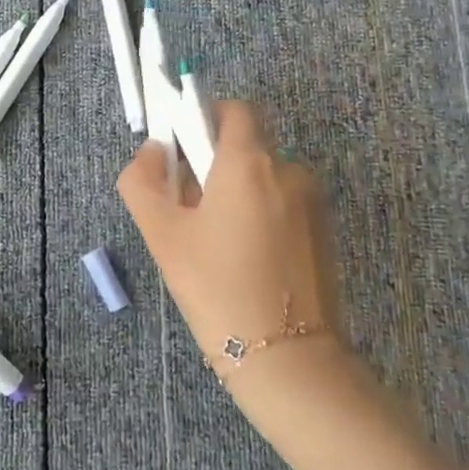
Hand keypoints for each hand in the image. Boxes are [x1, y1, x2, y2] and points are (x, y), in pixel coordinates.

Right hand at [117, 100, 354, 400]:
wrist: (287, 360)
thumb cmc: (216, 288)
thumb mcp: (162, 234)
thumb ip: (142, 180)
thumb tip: (152, 151)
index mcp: (250, 163)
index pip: (234, 109)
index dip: (205, 117)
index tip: (183, 150)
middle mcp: (289, 171)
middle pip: (247, 147)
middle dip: (215, 166)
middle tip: (189, 210)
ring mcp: (314, 204)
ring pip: (265, 180)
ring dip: (238, 195)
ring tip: (217, 245)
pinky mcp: (326, 235)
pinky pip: (285, 207)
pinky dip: (262, 217)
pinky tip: (246, 262)